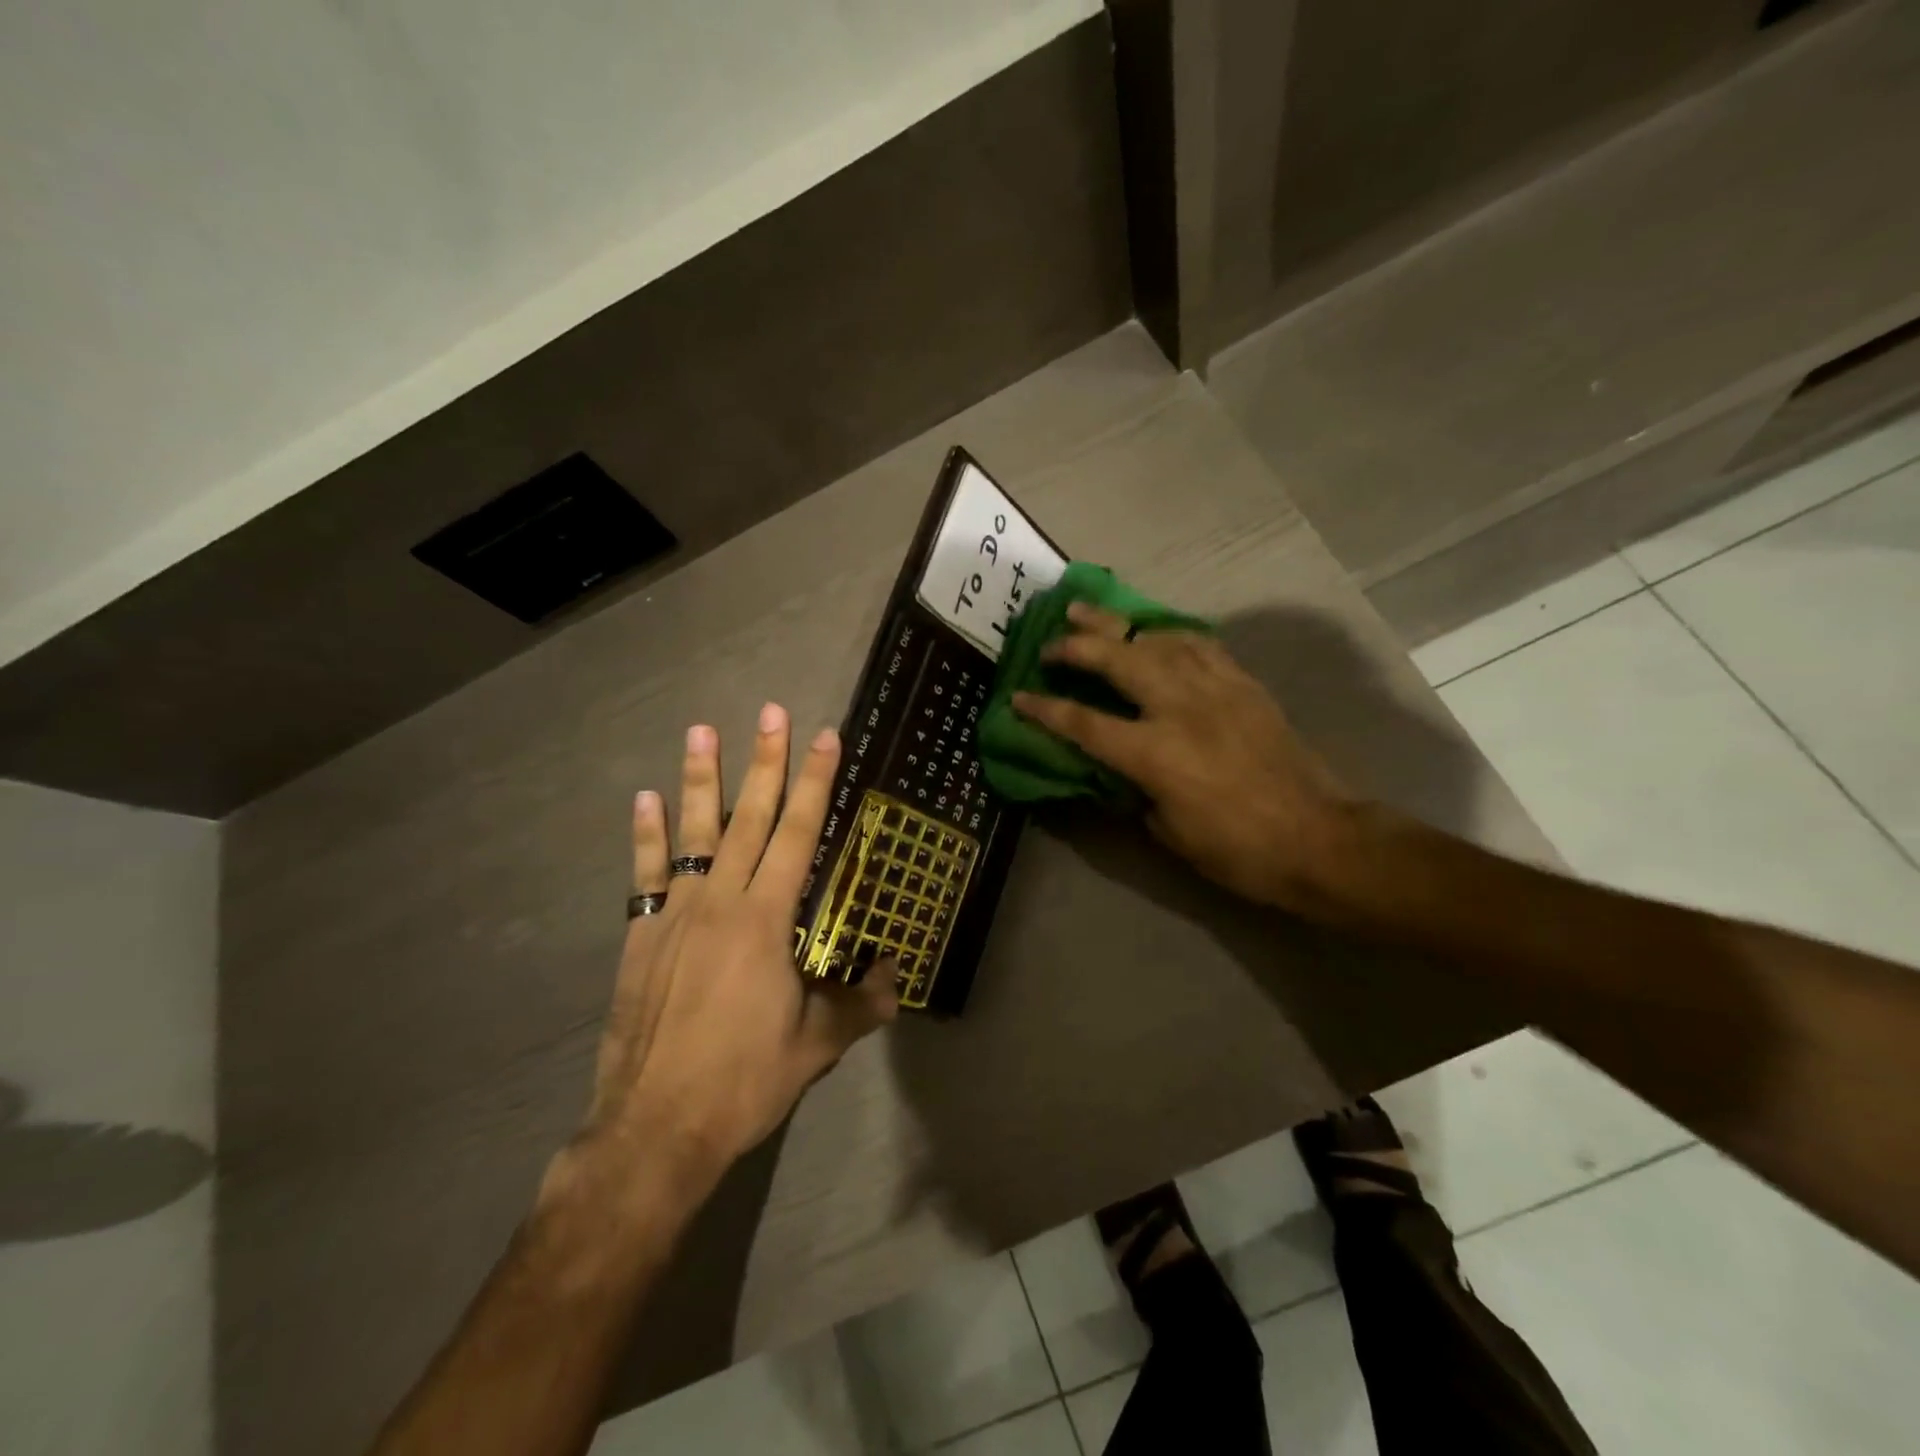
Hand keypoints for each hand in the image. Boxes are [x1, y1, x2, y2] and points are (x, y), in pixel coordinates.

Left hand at [581, 706, 897, 1178]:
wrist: (654, 1128)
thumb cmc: (744, 1081)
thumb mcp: (816, 1046)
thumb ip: (861, 1003)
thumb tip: (898, 975)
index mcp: (767, 920)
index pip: (797, 834)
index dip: (814, 782)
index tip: (823, 737)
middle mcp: (721, 901)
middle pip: (748, 818)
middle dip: (765, 761)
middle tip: (770, 709)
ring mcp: (675, 914)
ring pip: (693, 832)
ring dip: (700, 778)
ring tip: (701, 730)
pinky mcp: (641, 934)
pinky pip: (646, 872)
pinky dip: (647, 834)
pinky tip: (646, 798)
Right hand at [1012, 603, 1359, 912]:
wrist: (1319, 838)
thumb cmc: (1237, 849)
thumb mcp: (1168, 831)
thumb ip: (1135, 790)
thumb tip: (1118, 768)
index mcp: (1155, 753)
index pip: (1083, 722)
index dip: (1045, 708)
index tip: (1018, 696)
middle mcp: (1180, 708)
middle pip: (1117, 659)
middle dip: (1077, 646)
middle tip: (1051, 640)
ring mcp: (1216, 689)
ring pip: (1157, 639)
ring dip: (1118, 625)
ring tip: (1090, 614)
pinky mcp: (1244, 685)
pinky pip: (1198, 644)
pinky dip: (1168, 633)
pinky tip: (1155, 632)